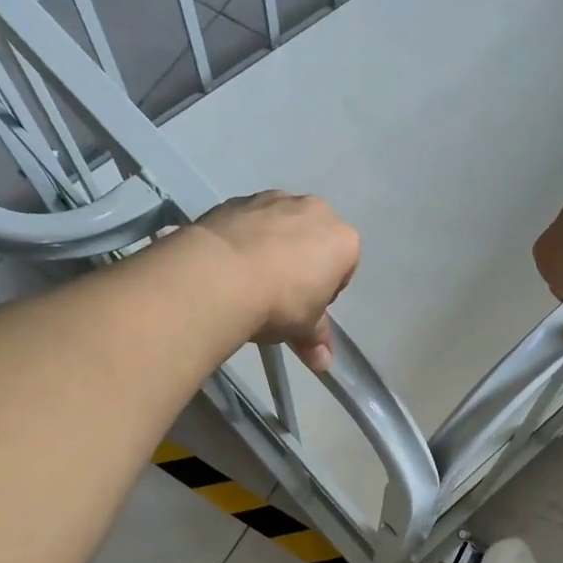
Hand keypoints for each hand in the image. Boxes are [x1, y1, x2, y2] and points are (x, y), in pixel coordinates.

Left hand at [193, 192, 359, 371]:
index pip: (343, 269)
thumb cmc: (280, 303)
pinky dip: (244, 238)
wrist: (220, 276)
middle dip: (300, 264)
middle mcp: (314, 210)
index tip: (305, 309)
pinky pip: (249, 222)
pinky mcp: (237, 200)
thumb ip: (316, 339)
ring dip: (271, 248)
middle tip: (278, 295)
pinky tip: (229, 264)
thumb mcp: (303, 327)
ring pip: (280, 227)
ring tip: (249, 280)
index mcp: (343, 240)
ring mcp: (274, 199)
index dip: (324, 293)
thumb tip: (323, 363)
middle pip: (313, 241)